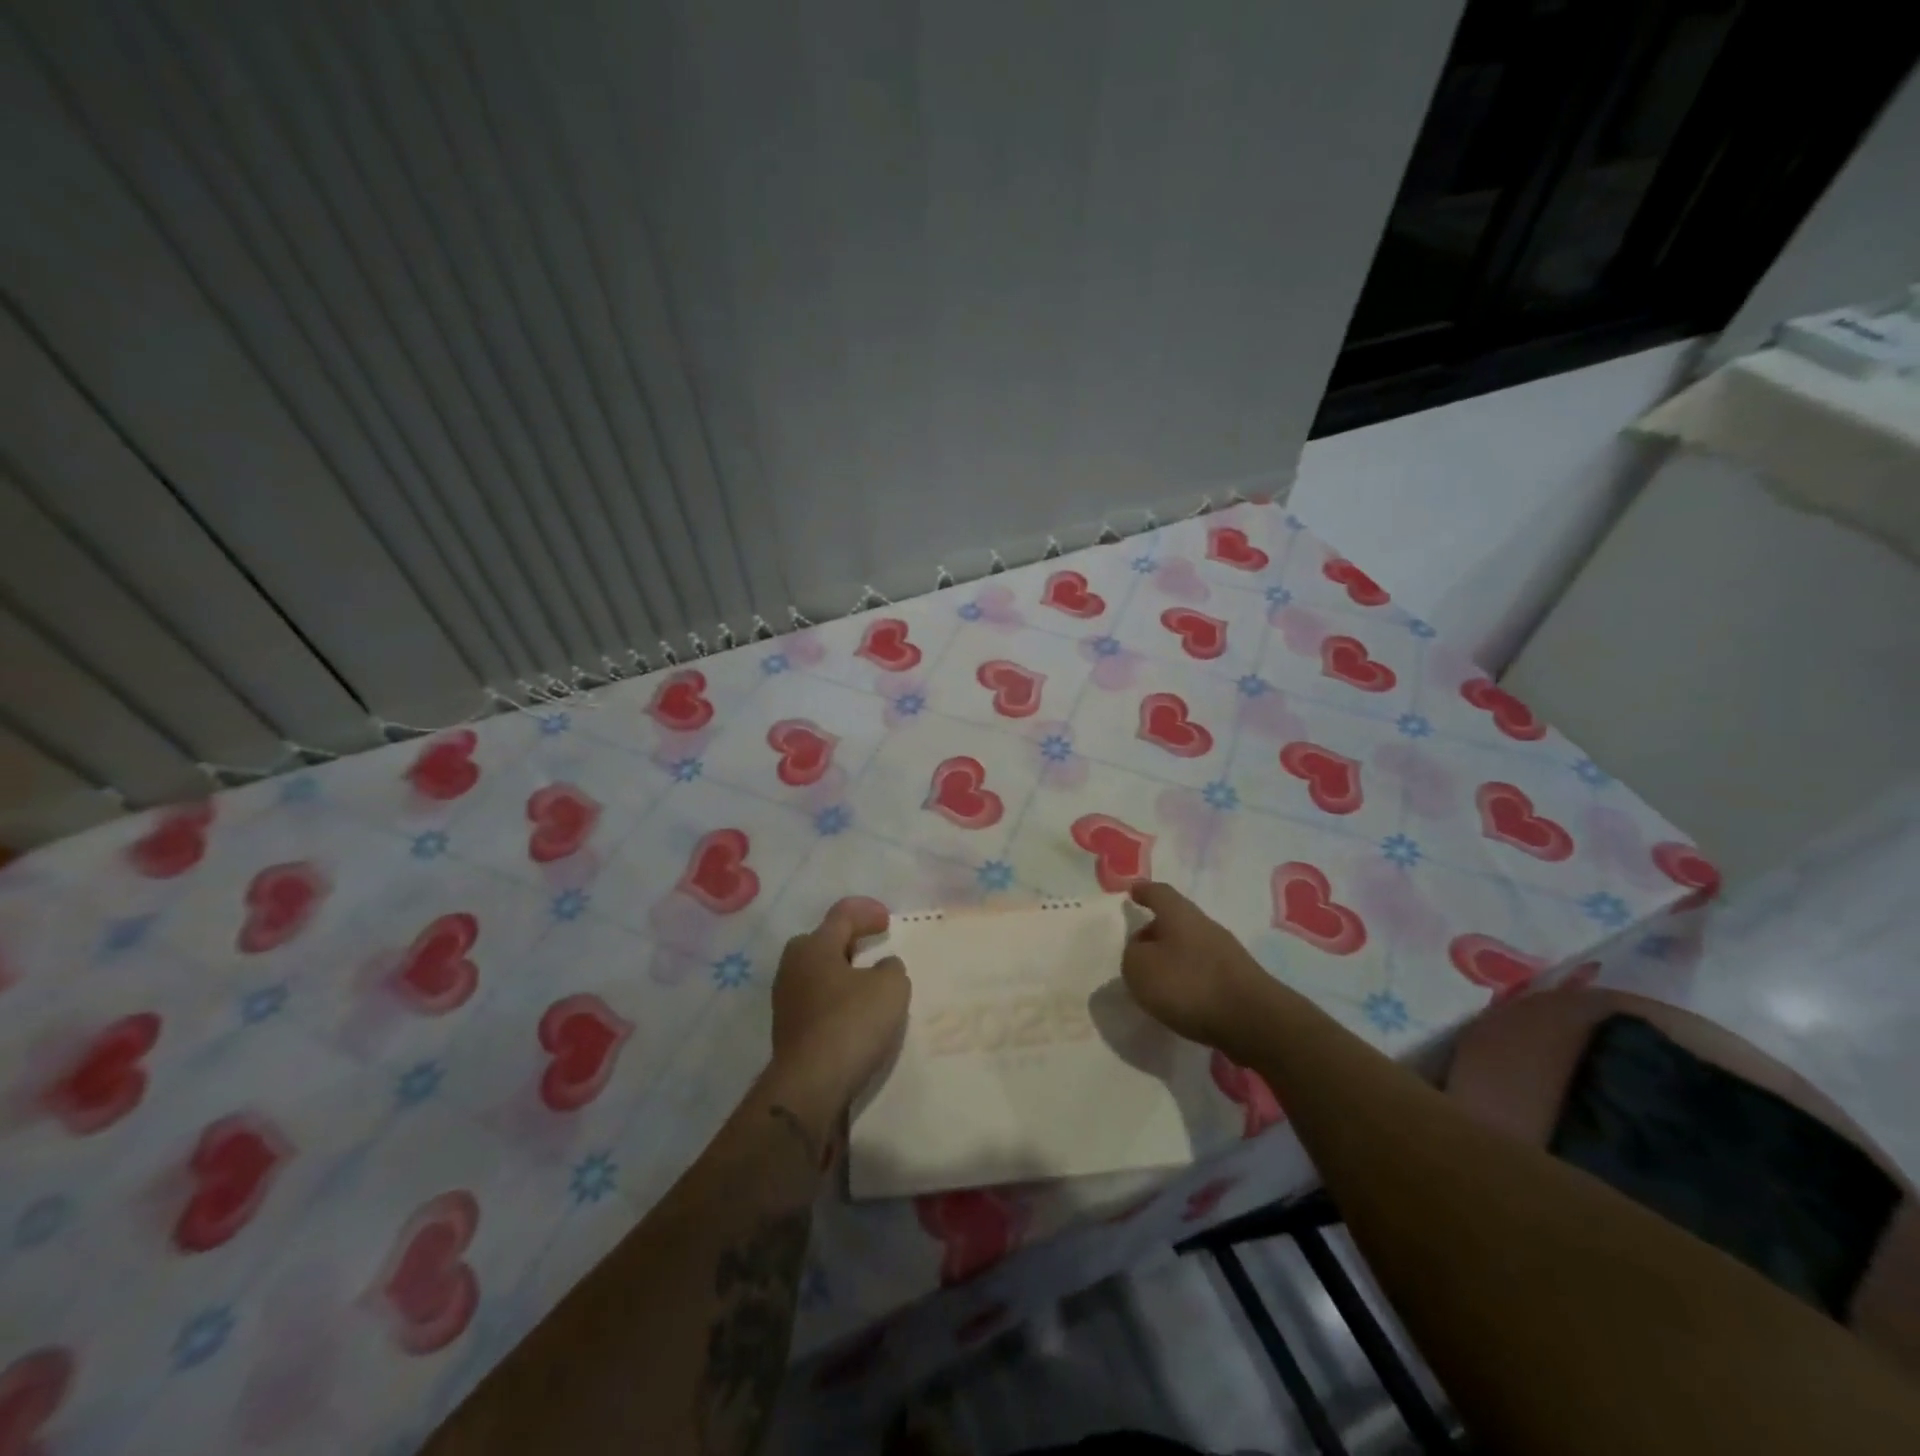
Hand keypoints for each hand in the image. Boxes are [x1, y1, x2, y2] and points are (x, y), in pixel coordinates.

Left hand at [768, 897, 910, 1122]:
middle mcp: (793, 966)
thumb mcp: (891, 988)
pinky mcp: (787, 1030)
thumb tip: (882, 967)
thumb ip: (891, 968)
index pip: (841, 915)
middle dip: (847, 941)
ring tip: (867, 985)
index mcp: (814, 946)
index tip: (887, 922)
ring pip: (817, 973)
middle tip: (871, 949)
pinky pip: (815, 1001)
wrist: (810, 1086)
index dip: (867, 912)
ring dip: (841, 973)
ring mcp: (785, 999)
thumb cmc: (851, 1023)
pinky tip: (853, 1015)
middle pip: (822, 941)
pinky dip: (834, 1000)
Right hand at [1122, 881, 1271, 1051]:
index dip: (1144, 892)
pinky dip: (1189, 979)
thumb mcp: (1140, 968)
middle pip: (1176, 920)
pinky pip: (1204, 971)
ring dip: (1173, 958)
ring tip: (1156, 980)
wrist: (1253, 1020)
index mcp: (1179, 914)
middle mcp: (1205, 926)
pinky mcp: (1239, 980)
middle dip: (1157, 931)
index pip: (1159, 893)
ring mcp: (1226, 953)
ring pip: (1191, 946)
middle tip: (1138, 948)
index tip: (1133, 892)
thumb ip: (1133, 954)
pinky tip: (1181, 999)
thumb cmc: (1188, 984)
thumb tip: (1142, 950)